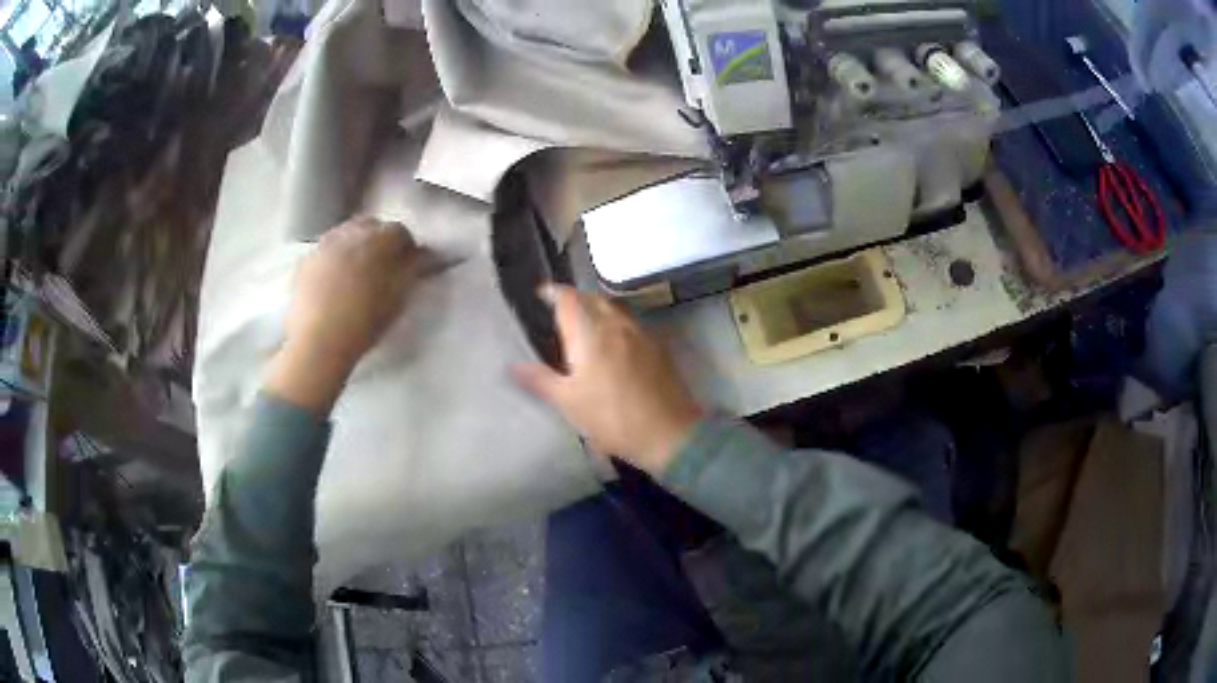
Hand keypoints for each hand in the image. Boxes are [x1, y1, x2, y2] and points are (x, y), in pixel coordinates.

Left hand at [265, 217, 427, 413]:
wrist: (318, 342)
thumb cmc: (365, 321)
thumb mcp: (399, 297)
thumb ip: (413, 269)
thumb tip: (422, 255)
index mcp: (379, 239)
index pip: (400, 232)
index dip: (406, 249)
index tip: (408, 266)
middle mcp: (350, 233)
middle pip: (370, 226)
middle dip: (378, 241)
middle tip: (382, 267)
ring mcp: (323, 245)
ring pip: (344, 236)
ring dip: (353, 248)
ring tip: (355, 275)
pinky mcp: (304, 262)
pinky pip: (324, 253)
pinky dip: (332, 261)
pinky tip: (333, 283)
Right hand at [512, 285, 703, 474]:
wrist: (669, 434)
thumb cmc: (612, 419)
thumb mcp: (569, 403)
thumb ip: (540, 380)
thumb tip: (512, 365)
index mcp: (591, 334)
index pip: (568, 298)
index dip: (552, 292)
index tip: (539, 294)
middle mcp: (616, 325)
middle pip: (593, 298)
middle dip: (574, 298)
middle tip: (559, 309)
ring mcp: (641, 334)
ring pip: (614, 308)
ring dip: (596, 308)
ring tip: (583, 324)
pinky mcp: (658, 347)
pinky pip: (631, 323)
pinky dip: (615, 323)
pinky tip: (612, 342)